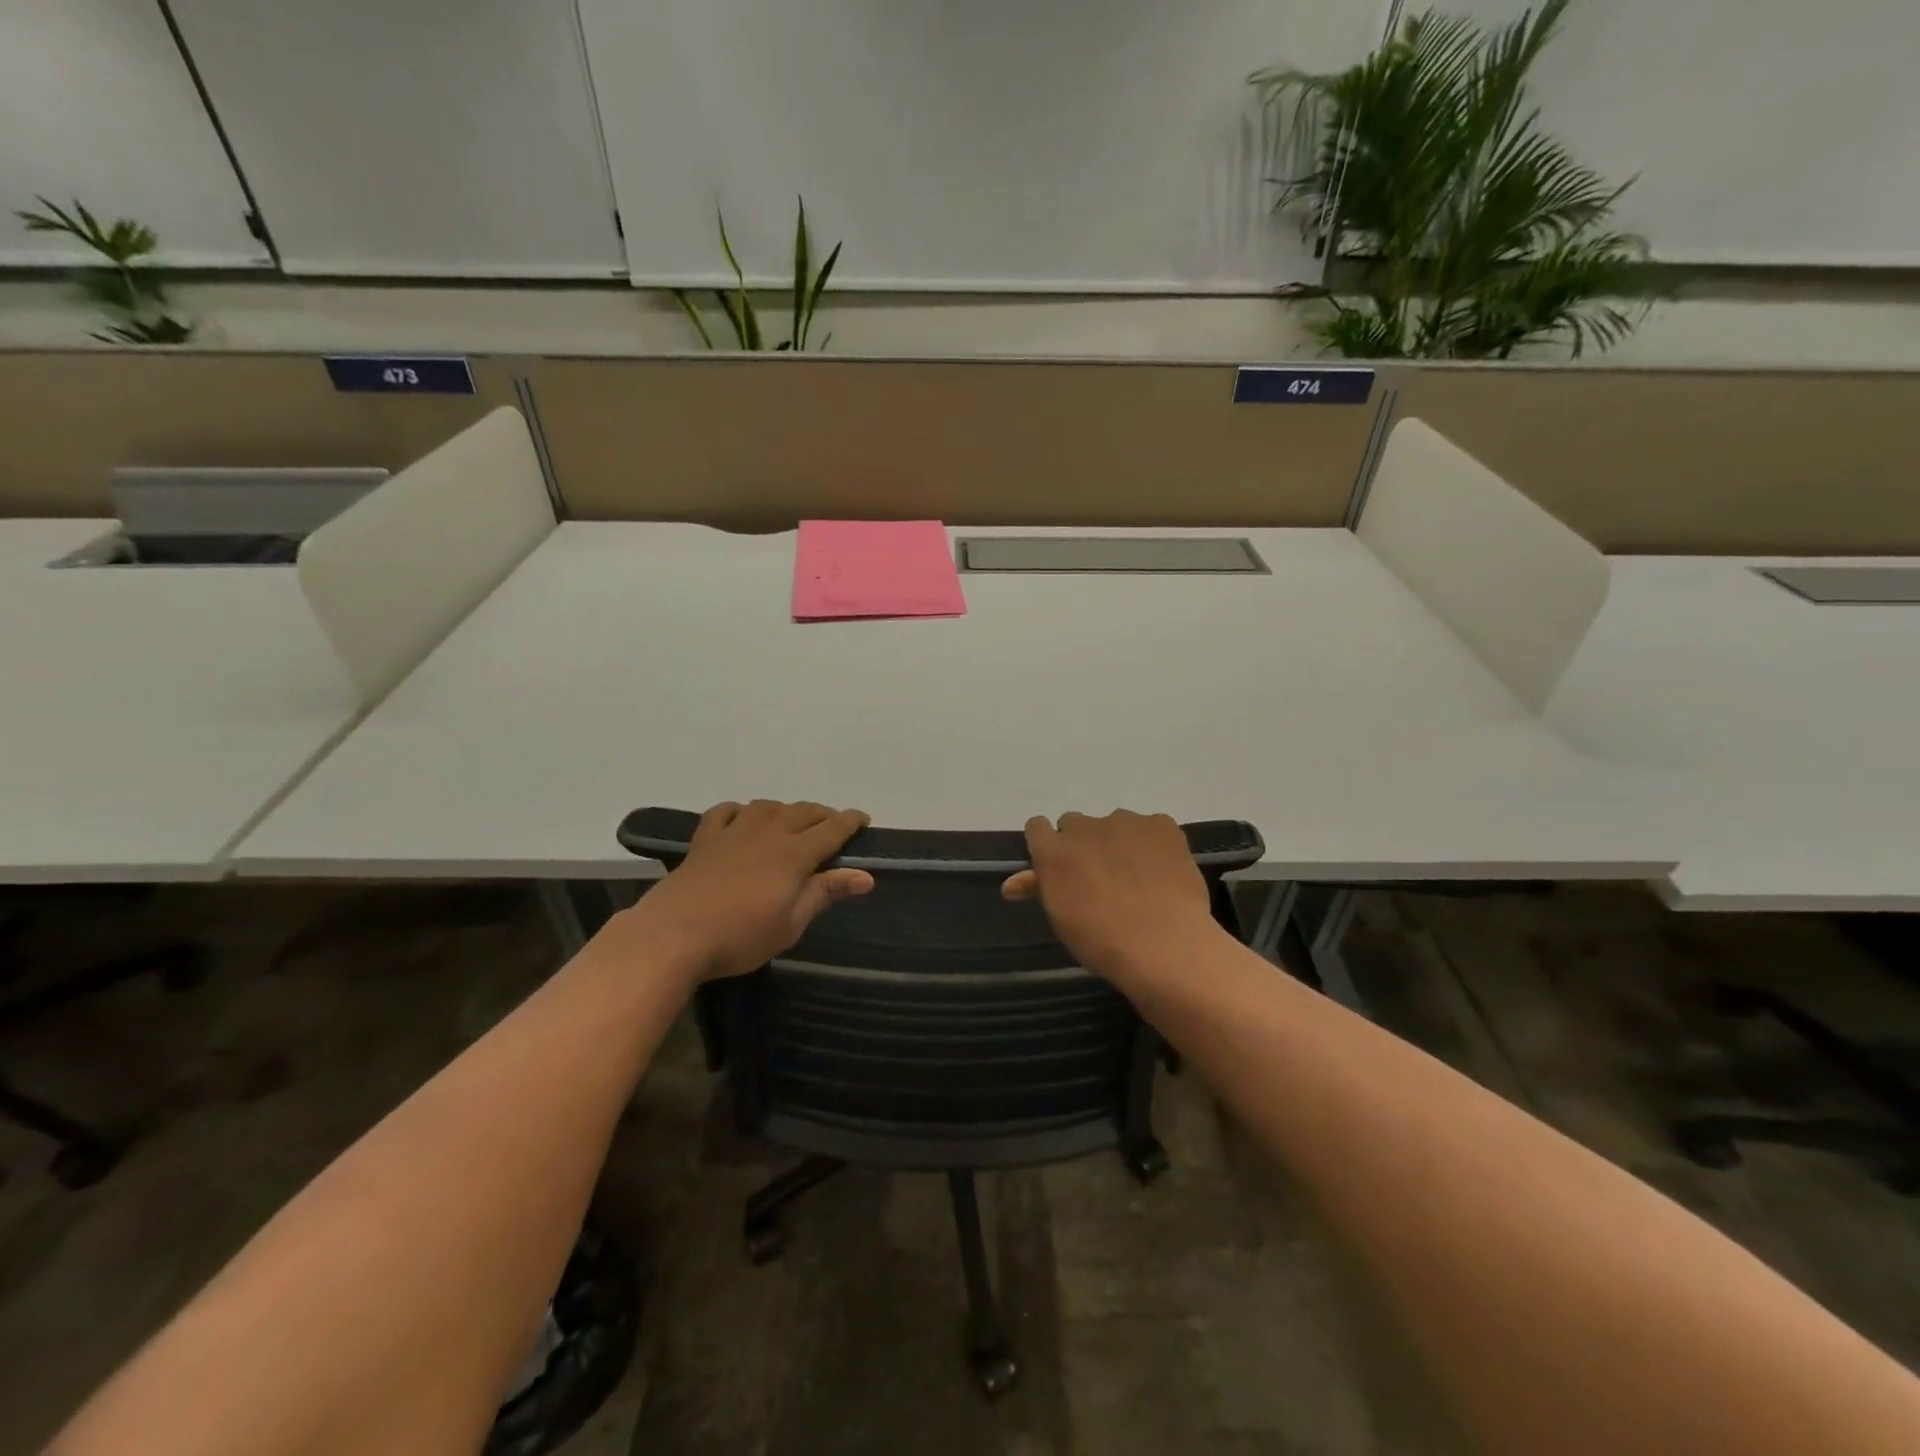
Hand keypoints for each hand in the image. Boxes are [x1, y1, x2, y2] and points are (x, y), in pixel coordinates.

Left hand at [616, 800, 873, 983]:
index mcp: (794, 854)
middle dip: (823, 814)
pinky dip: (739, 811)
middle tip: (833, 824)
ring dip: (785, 810)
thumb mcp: (791, 923)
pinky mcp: (705, 840)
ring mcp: (733, 833)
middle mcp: (768, 833)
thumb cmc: (741, 936)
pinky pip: (725, 812)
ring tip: (791, 821)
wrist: (674, 935)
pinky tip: (741, 819)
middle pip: (802, 812)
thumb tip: (865, 876)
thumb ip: (825, 893)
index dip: (850, 822)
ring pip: (767, 807)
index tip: (864, 819)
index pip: (831, 829)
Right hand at [1002, 810, 1220, 976]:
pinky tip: (1162, 872)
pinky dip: (1152, 844)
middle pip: (1075, 824)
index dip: (1047, 845)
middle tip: (1099, 877)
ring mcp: (1125, 821)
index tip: (1059, 867)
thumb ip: (1040, 888)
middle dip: (1082, 845)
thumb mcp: (1062, 918)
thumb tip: (1012, 883)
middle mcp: (1084, 826)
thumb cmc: (1102, 941)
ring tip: (1137, 878)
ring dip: (1117, 843)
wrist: (1166, 945)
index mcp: (1053, 850)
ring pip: (1114, 825)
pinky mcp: (1161, 824)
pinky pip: (1150, 828)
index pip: (1037, 827)